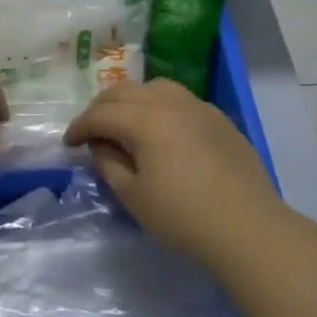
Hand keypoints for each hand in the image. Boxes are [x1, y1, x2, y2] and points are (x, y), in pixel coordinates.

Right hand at [64, 79, 286, 268]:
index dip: (79, 127)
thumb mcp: (133, 196)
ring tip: (124, 122)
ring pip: (154, 88)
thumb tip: (102, 145)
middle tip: (90, 130)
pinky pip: (179, 99)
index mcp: (145, 120)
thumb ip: (109, 164)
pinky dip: (158, 105)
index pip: (100, 114)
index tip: (68, 144)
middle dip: (100, 108)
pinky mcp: (219, 119)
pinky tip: (160, 129)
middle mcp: (170, 103)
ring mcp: (198, 107)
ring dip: (131, 100)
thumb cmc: (183, 217)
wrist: (248, 228)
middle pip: (124, 92)